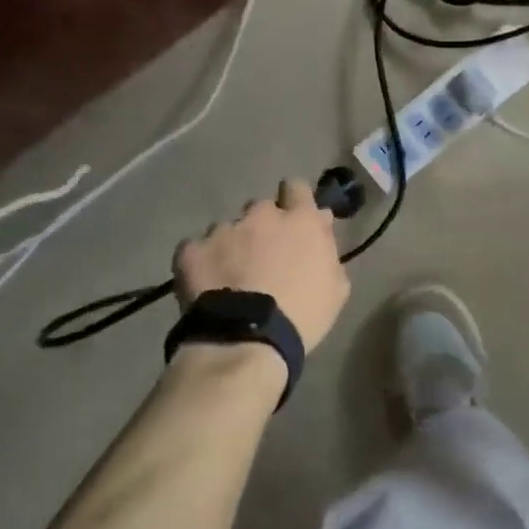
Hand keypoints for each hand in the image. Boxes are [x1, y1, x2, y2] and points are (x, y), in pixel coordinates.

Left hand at [174, 178, 350, 352]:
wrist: (246, 341)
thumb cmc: (302, 316)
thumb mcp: (336, 287)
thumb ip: (328, 249)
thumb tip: (321, 225)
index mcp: (300, 220)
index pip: (296, 187)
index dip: (294, 199)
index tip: (293, 218)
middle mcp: (261, 215)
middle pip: (260, 208)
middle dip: (262, 226)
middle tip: (262, 257)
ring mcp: (223, 230)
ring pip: (227, 228)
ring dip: (231, 245)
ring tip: (230, 277)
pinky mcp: (192, 249)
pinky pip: (196, 248)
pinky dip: (201, 262)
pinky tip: (206, 284)